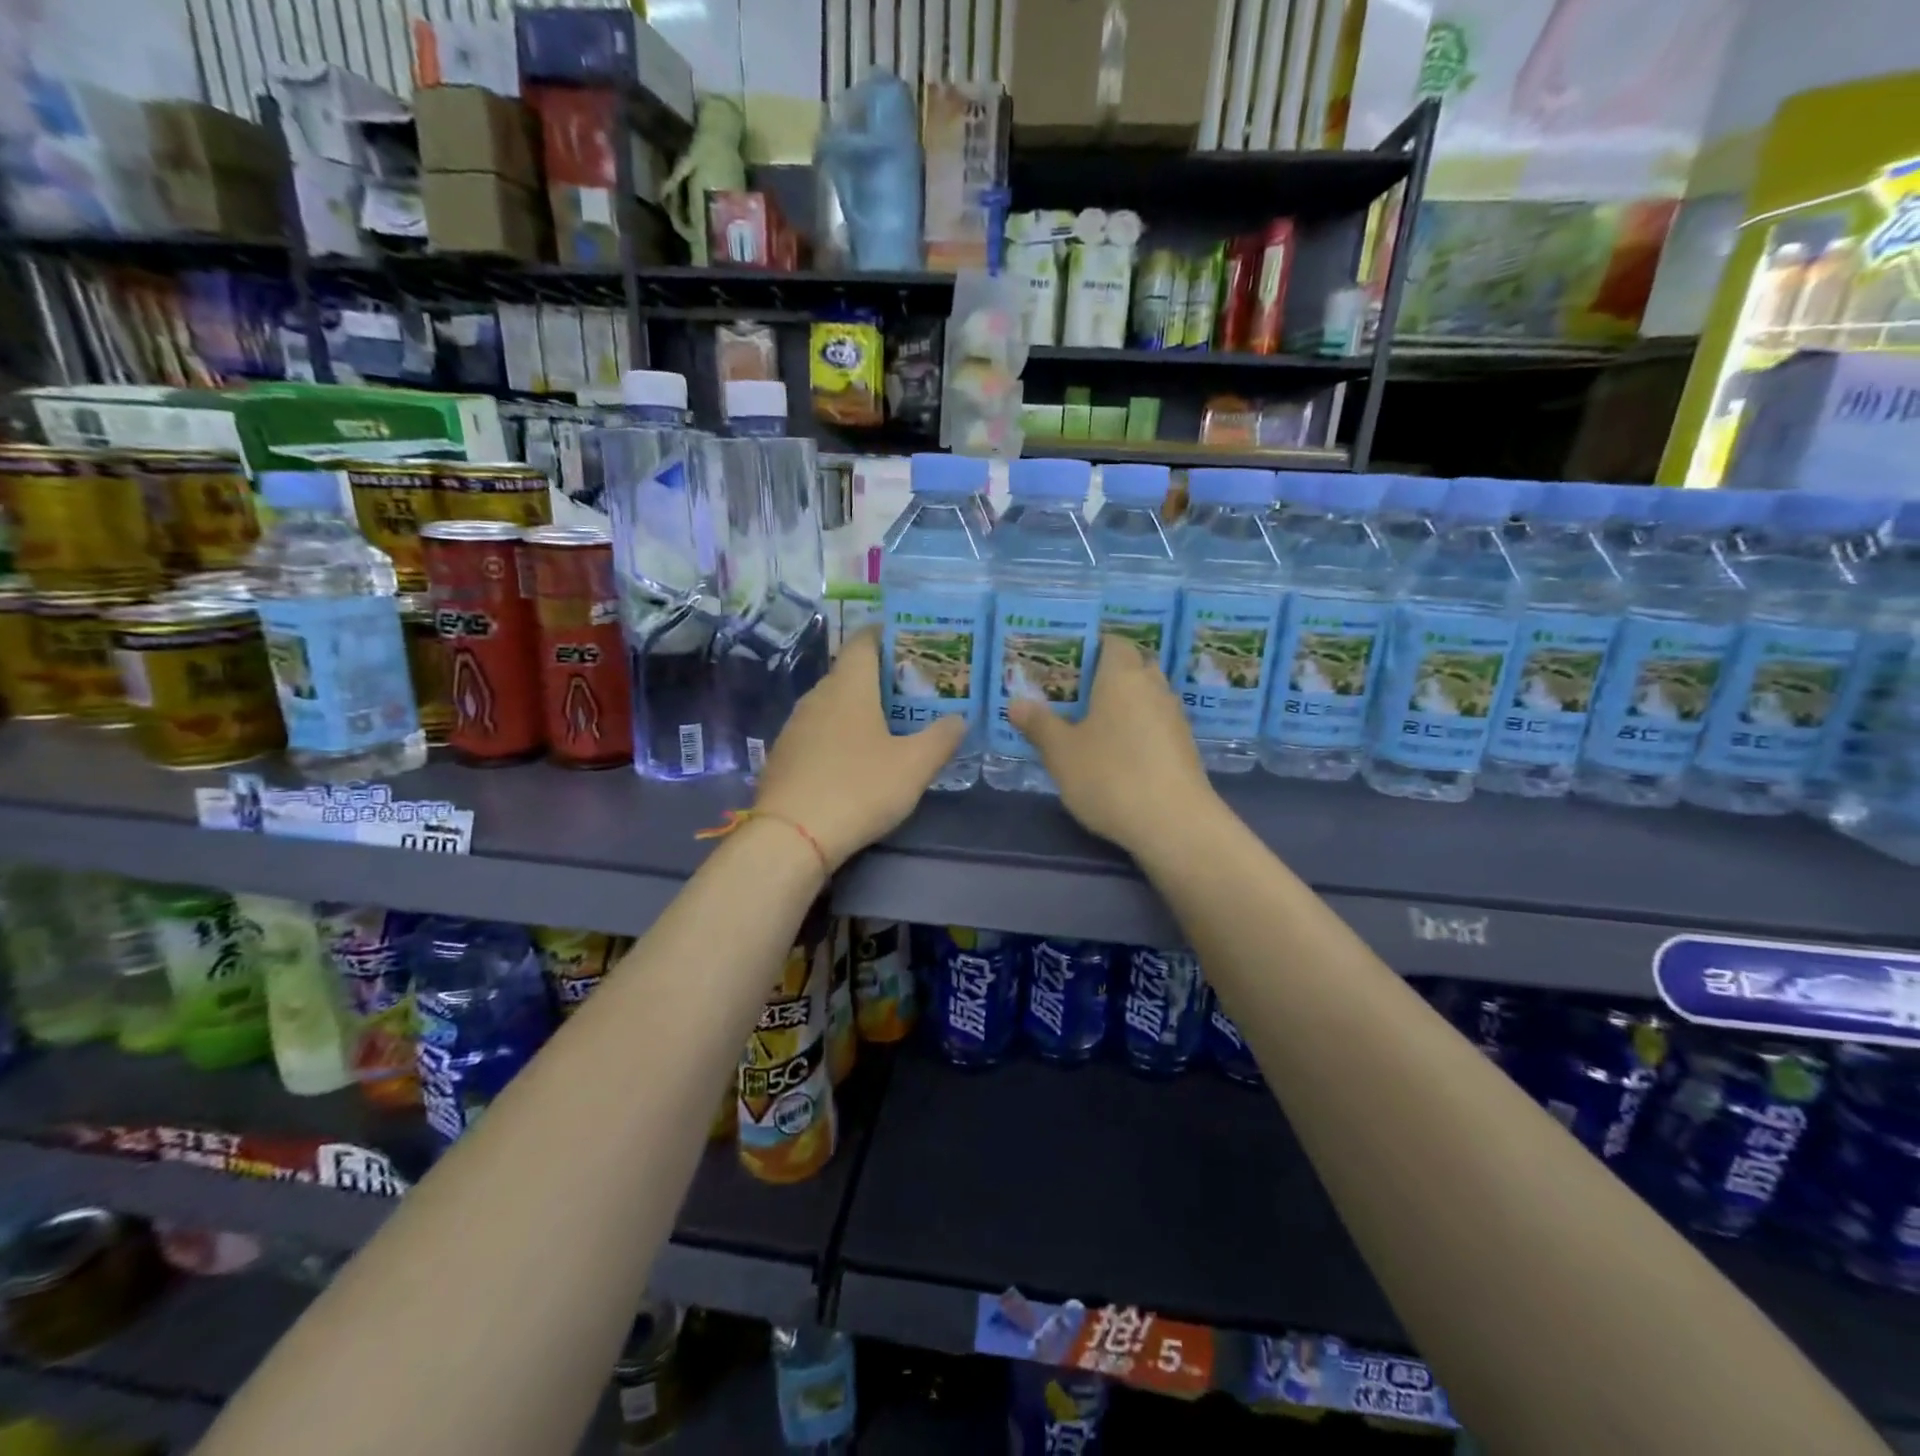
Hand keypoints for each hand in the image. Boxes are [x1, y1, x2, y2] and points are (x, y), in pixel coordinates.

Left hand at [753, 628, 965, 870]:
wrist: (791, 837)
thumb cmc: (859, 788)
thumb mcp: (915, 766)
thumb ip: (942, 737)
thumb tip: (960, 719)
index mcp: (848, 686)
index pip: (865, 640)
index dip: (889, 635)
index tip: (915, 645)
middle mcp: (817, 696)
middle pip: (851, 673)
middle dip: (882, 678)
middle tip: (916, 693)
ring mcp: (795, 726)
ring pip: (833, 704)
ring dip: (860, 709)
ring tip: (891, 726)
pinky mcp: (784, 756)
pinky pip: (818, 732)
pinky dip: (840, 735)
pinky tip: (856, 760)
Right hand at [1008, 636, 1217, 856]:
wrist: (1174, 824)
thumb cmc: (1110, 776)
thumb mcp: (1061, 753)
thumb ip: (1039, 724)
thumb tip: (1016, 702)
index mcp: (1122, 676)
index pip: (1113, 643)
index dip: (1092, 647)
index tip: (1067, 663)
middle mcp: (1154, 688)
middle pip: (1134, 667)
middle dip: (1108, 675)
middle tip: (1075, 693)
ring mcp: (1174, 719)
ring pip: (1147, 697)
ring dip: (1125, 704)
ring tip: (1093, 723)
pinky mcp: (1185, 748)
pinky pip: (1157, 724)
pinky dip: (1138, 729)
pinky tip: (1118, 753)